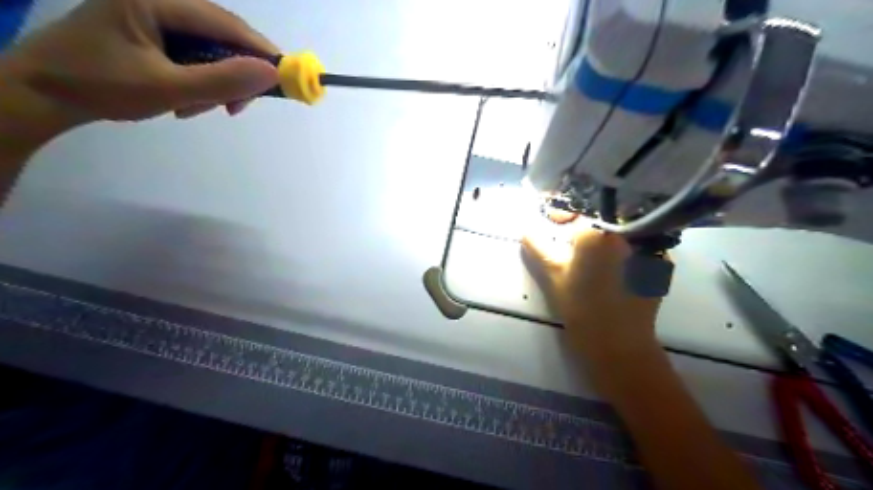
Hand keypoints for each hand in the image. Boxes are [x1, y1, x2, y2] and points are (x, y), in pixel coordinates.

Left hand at [0, 0, 278, 126]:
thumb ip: (223, 80)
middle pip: (221, 37)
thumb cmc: (101, 87)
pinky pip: (195, 59)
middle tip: (233, 109)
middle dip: (232, 76)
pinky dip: (199, 83)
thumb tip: (272, 74)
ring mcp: (155, 18)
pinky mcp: (153, 35)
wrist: (43, 94)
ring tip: (193, 109)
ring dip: (213, 85)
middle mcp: (158, 2)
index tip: (284, 80)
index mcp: (156, 0)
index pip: (226, 23)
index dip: (260, 51)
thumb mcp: (169, 88)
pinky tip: (184, 101)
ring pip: (211, 52)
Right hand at [520, 224, 665, 355]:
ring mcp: (649, 246)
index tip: (552, 218)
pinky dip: (624, 246)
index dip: (564, 211)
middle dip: (585, 222)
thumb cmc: (581, 308)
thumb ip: (538, 247)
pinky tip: (612, 263)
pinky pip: (639, 243)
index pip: (580, 208)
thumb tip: (526, 229)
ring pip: (622, 228)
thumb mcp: (553, 275)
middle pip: (603, 215)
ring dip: (605, 233)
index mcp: (599, 232)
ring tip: (591, 249)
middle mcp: (628, 232)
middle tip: (570, 237)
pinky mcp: (660, 262)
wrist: (618, 345)